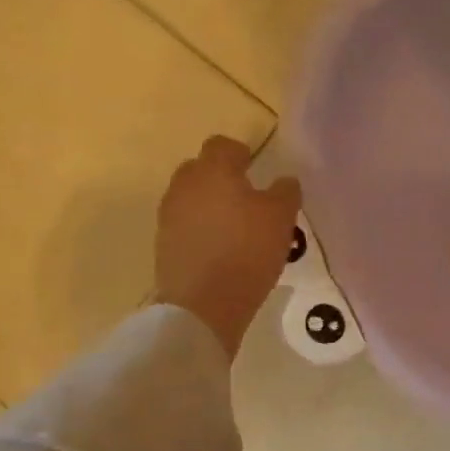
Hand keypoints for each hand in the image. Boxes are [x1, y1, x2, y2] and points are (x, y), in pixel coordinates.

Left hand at [155, 136, 300, 359]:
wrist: (203, 305)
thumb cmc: (247, 251)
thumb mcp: (282, 218)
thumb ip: (285, 192)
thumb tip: (283, 181)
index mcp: (213, 170)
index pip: (223, 145)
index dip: (241, 154)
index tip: (257, 171)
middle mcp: (185, 185)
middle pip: (202, 169)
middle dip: (222, 179)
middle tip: (248, 199)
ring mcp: (169, 215)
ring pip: (192, 198)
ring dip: (211, 205)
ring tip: (235, 228)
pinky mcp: (164, 244)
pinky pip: (186, 225)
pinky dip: (201, 230)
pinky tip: (221, 250)